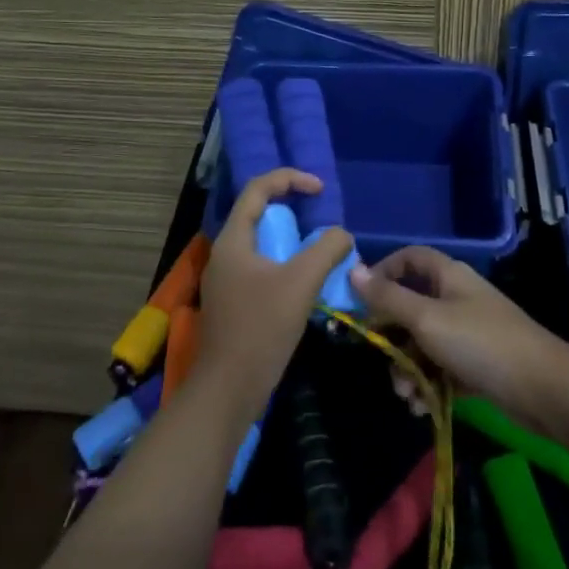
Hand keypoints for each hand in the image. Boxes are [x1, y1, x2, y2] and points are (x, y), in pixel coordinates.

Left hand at [193, 169, 354, 422]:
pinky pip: (261, 266)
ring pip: (261, 242)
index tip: (320, 188)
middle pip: (257, 212)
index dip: (290, 178)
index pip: (258, 189)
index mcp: (233, 239)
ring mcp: (227, 279)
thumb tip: (342, 234)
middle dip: (291, 207)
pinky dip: (284, 262)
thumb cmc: (261, 329)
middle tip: (321, 215)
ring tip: (319, 247)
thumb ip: (325, 250)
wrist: (228, 390)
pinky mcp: (234, 302)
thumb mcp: (300, 283)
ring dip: (290, 238)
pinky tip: (306, 280)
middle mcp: (225, 253)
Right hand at [349, 246, 568, 430]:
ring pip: (423, 341)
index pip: (409, 259)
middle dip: (392, 336)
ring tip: (407, 397)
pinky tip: (422, 407)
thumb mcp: (426, 319)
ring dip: (408, 368)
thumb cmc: (481, 344)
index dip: (383, 273)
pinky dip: (428, 383)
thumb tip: (353, 271)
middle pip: (411, 305)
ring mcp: (468, 330)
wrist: (544, 390)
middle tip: (382, 360)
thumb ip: (388, 298)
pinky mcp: (476, 363)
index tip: (361, 301)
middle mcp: (456, 297)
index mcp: (448, 275)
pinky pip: (440, 366)